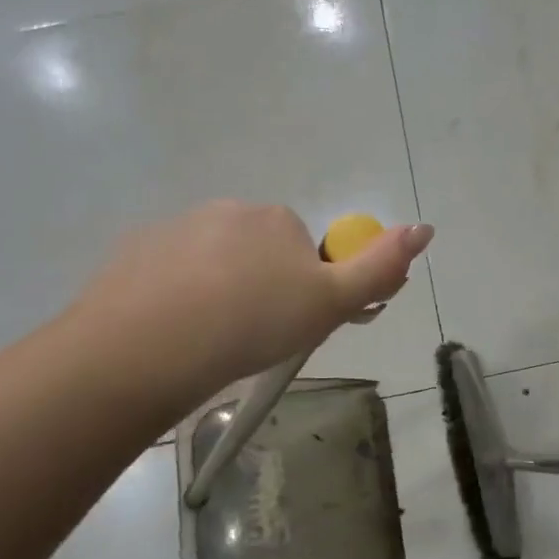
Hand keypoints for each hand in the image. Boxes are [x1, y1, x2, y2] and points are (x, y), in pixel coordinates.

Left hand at [69, 201, 433, 389]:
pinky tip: (171, 335)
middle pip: (258, 252)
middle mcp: (227, 211)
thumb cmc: (252, 323)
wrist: (146, 347)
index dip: (304, 290)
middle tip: (252, 339)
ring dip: (217, 293)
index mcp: (276, 219)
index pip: (303, 251)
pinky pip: (168, 274)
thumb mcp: (330, 303)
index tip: (291, 328)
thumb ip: (379, 267)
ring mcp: (174, 229)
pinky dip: (175, 298)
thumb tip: (425, 228)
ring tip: (209, 343)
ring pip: (211, 264)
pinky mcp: (133, 253)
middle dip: (261, 288)